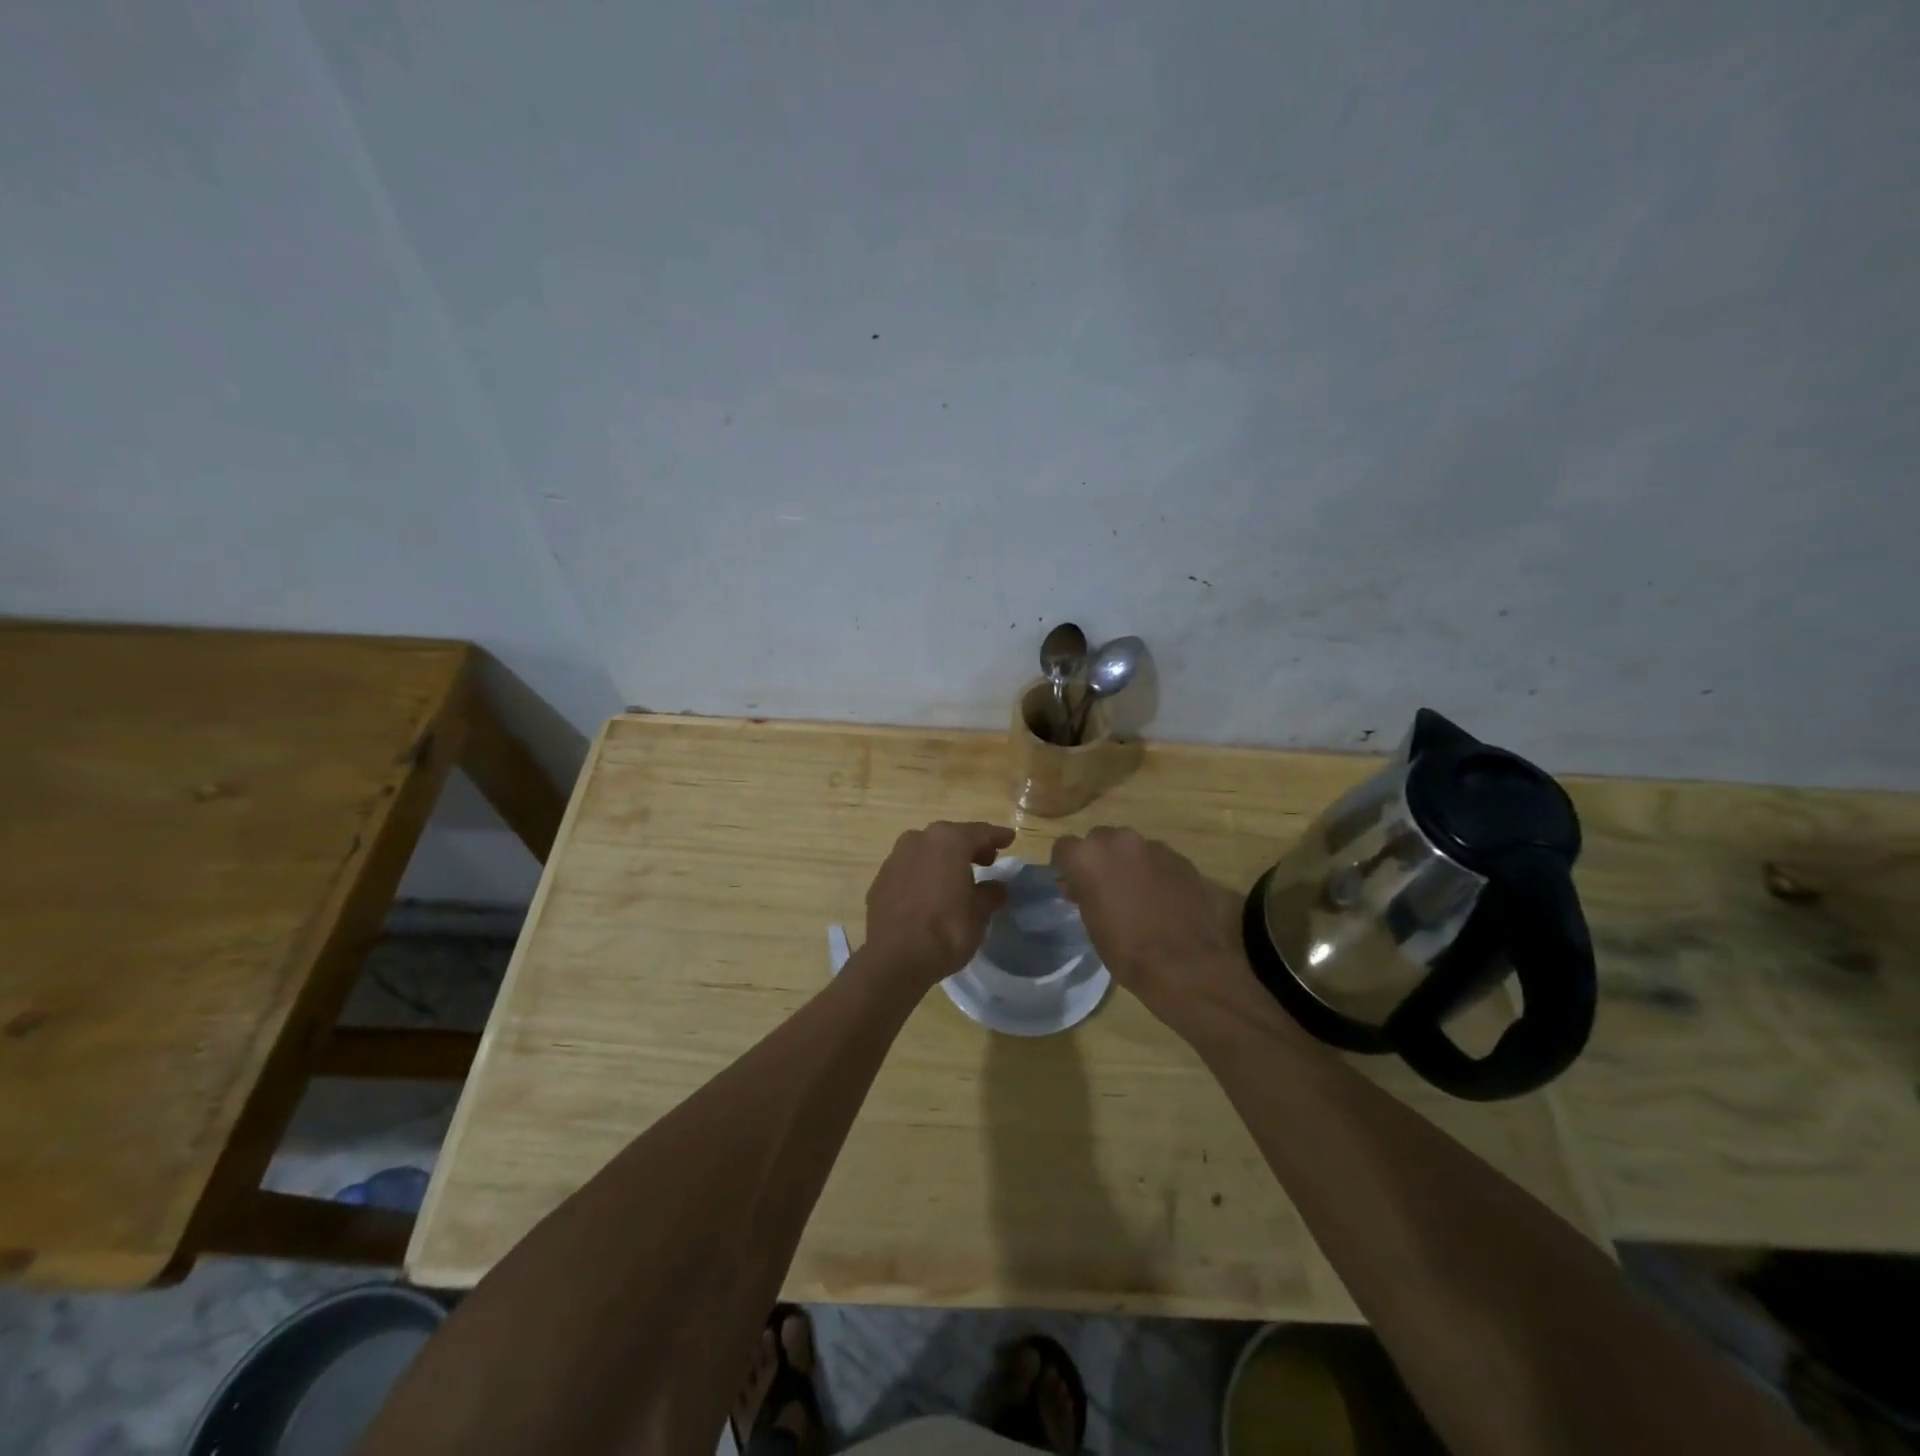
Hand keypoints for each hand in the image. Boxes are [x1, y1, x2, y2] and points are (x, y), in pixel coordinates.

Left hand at [864, 821, 1015, 986]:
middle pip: (951, 837)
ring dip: (944, 859)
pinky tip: (931, 892)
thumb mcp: (979, 914)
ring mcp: (896, 857)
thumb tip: (996, 887)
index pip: (980, 833)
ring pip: (927, 851)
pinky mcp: (881, 878)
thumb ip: (990, 894)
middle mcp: (920, 839)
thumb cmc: (946, 930)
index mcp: (949, 841)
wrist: (894, 958)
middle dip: (969, 847)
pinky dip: (924, 874)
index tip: (1009, 838)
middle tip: (987, 861)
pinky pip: (910, 869)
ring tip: (958, 878)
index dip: (997, 836)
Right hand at [1051, 827, 1270, 1039]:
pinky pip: (1159, 859)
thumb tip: (1080, 886)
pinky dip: (1156, 872)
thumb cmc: (1126, 949)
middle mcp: (1119, 841)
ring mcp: (1153, 847)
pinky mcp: (1180, 858)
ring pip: (1132, 847)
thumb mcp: (1091, 923)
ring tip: (1137, 892)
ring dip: (1129, 862)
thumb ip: (1084, 893)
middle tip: (1105, 886)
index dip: (1066, 865)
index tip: (1071, 882)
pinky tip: (1163, 898)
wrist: (1183, 964)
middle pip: (1100, 839)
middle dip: (1099, 858)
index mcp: (1088, 857)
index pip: (1064, 847)